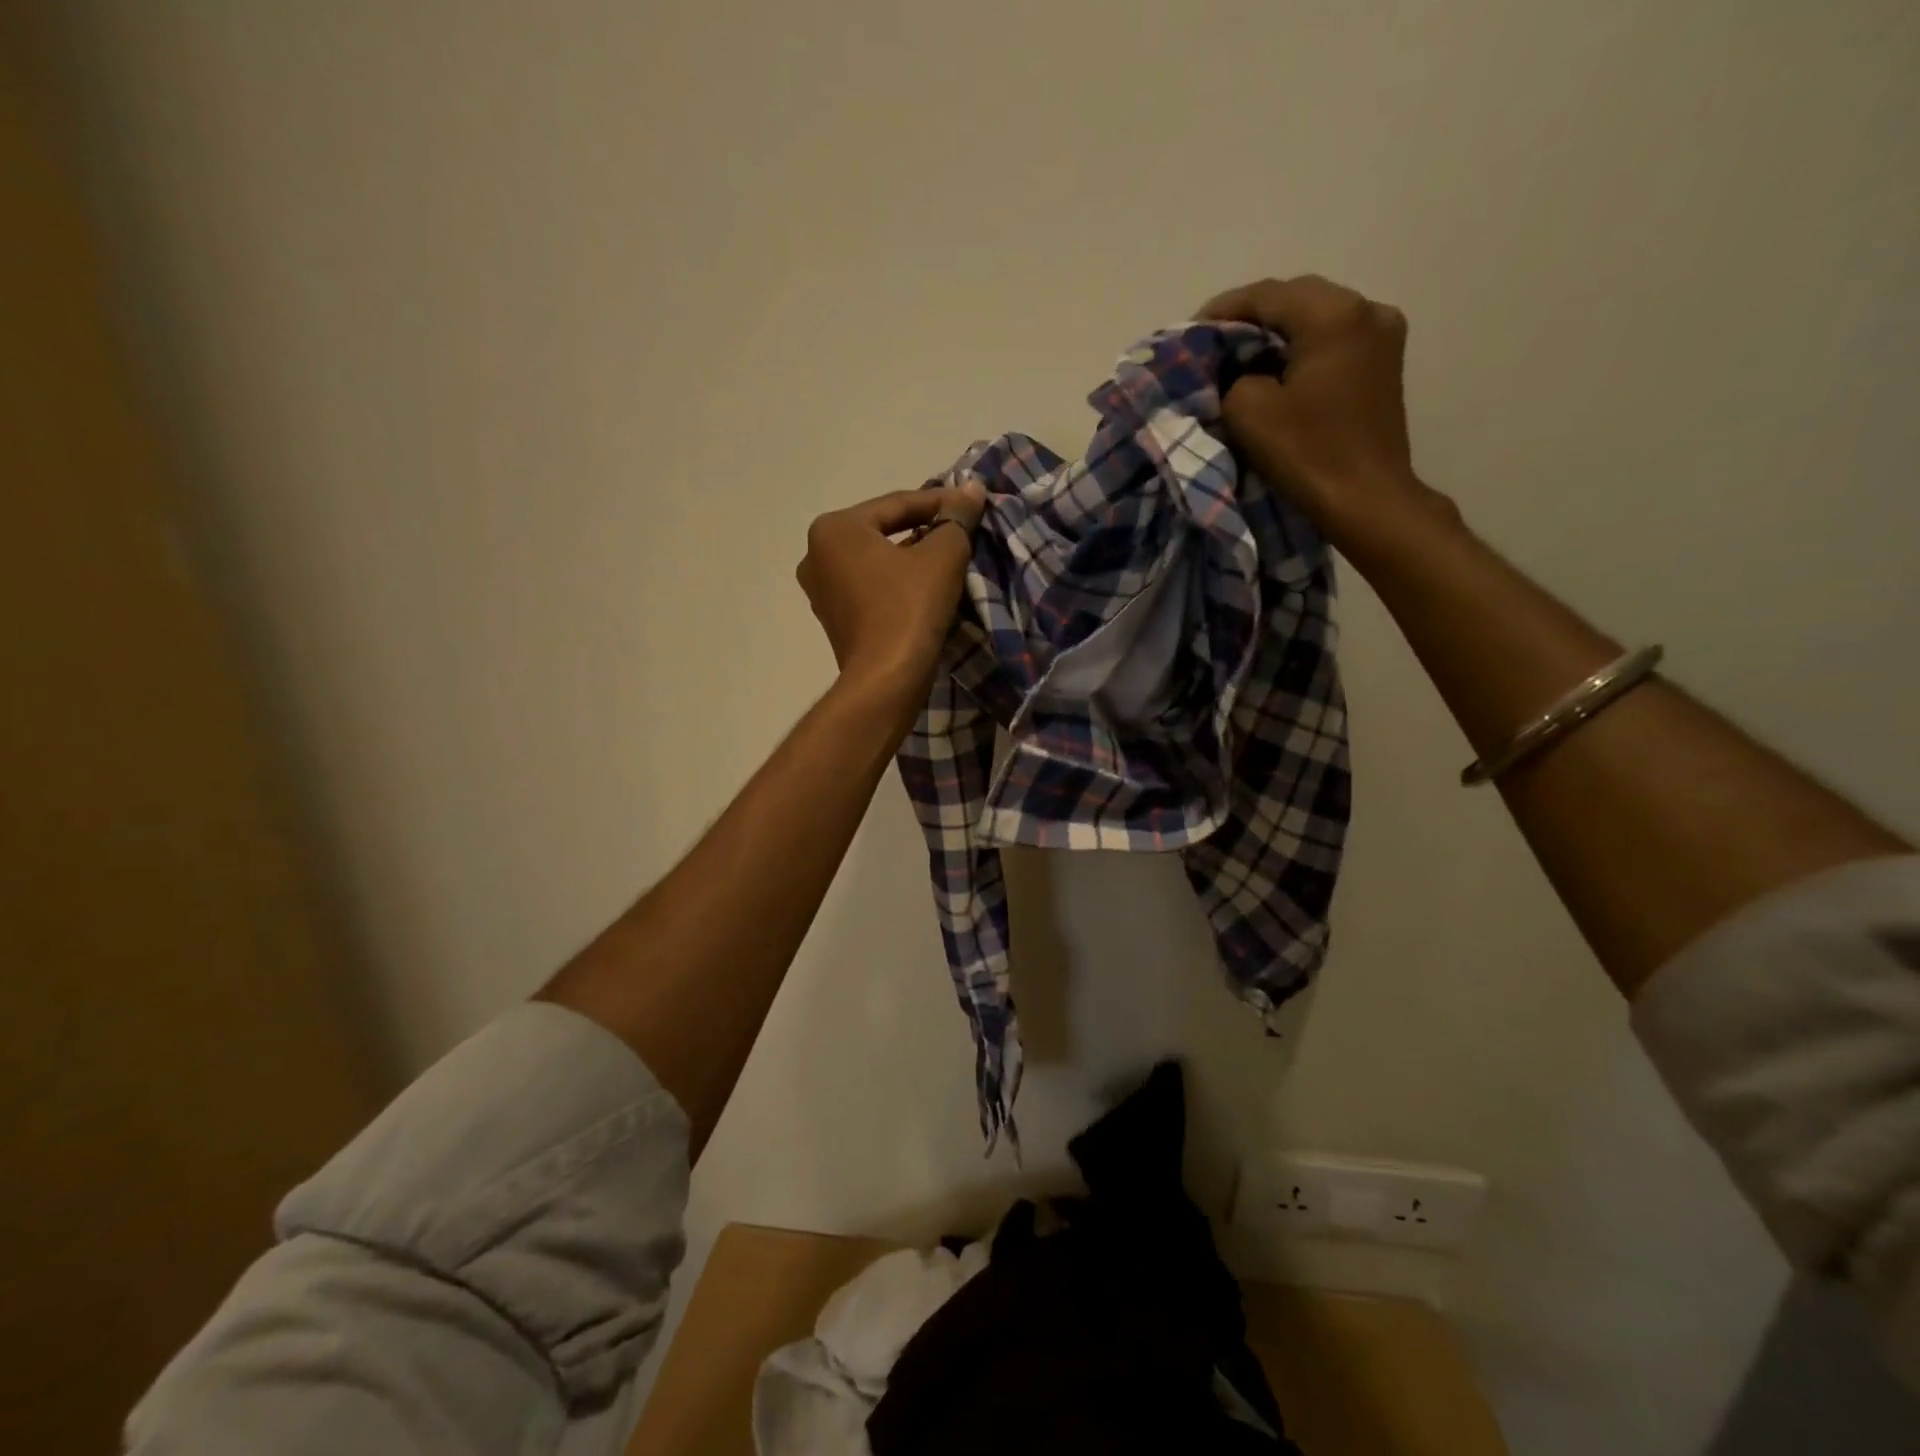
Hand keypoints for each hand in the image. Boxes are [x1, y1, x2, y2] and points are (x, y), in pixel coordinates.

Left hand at [797, 480, 986, 706]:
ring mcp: (821, 591)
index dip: (940, 502)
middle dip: (923, 530)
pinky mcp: (834, 621)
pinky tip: (925, 589)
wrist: (886, 680)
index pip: (897, 504)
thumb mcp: (942, 555)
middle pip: (883, 532)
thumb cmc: (909, 608)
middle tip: (960, 530)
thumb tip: (972, 489)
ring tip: (949, 559)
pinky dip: (897, 584)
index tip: (973, 503)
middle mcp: (816, 555)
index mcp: (834, 528)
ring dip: (912, 559)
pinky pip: (871, 589)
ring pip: (877, 562)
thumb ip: (956, 518)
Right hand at [1200, 275, 1448, 545]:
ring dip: (1277, 331)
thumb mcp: (1248, 410)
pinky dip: (1301, 346)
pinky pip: (1334, 339)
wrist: (1366, 498)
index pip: (1267, 295)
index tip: (1190, 330)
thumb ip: (1234, 375)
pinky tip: (1277, 366)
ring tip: (1240, 354)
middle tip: (1213, 341)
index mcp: (1335, 314)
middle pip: (1297, 298)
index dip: (1223, 309)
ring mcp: (1383, 334)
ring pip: (1317, 317)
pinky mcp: (1384, 362)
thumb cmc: (1307, 452)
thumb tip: (1241, 370)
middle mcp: (1367, 310)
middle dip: (1252, 317)